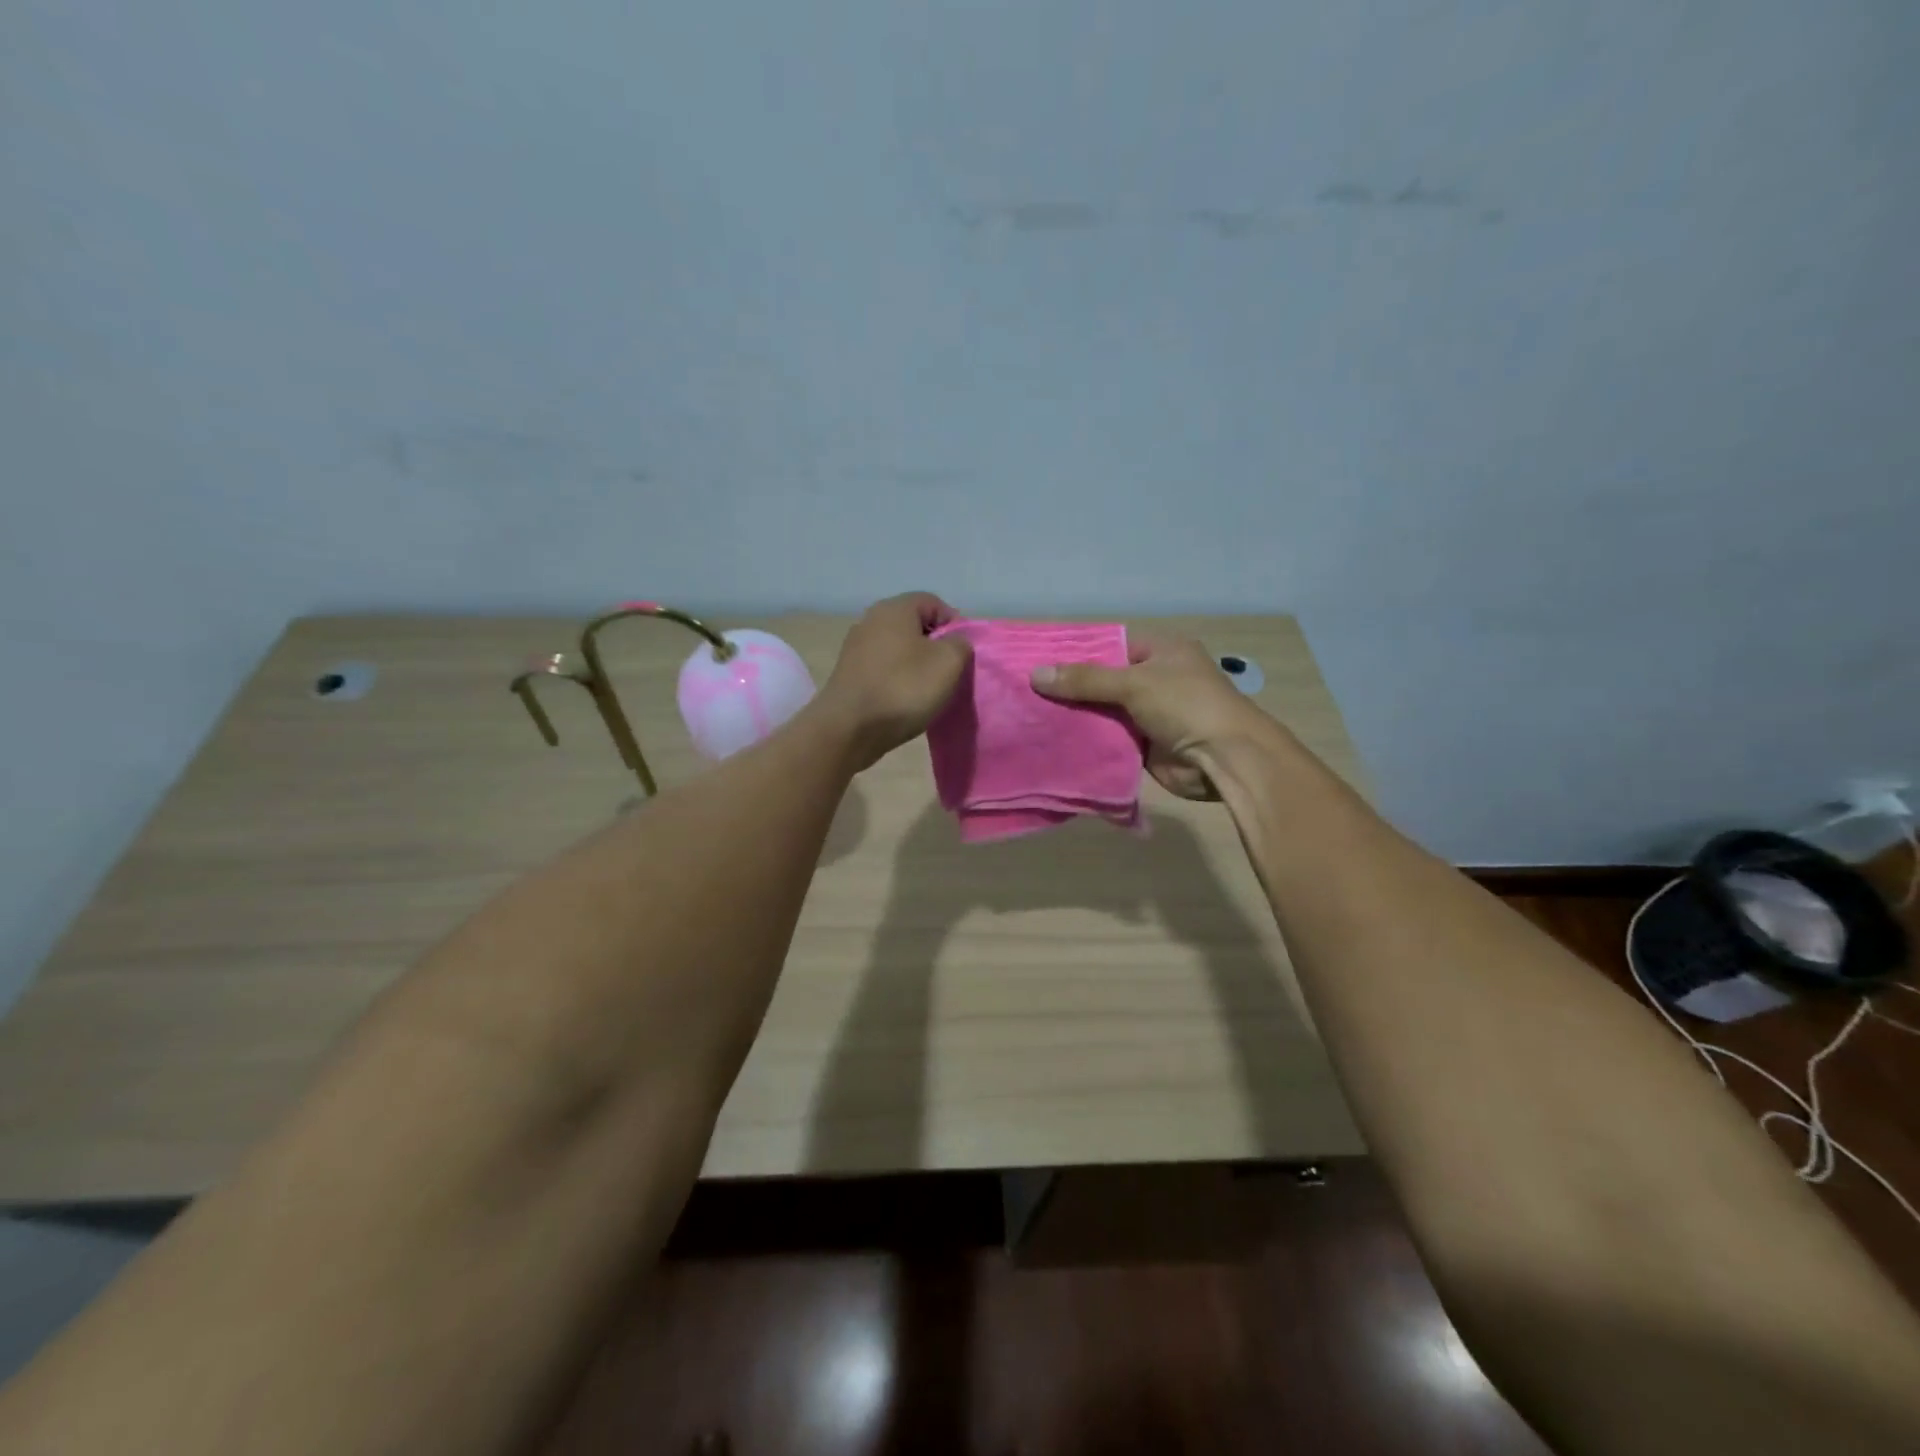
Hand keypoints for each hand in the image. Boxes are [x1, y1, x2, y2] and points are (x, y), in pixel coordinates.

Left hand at [820, 593, 972, 768]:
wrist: (849, 729)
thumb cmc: (903, 688)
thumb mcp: (948, 662)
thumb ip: (960, 643)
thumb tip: (954, 641)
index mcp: (894, 608)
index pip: (934, 603)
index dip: (955, 625)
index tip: (963, 654)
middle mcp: (870, 620)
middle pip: (914, 625)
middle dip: (936, 646)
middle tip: (949, 672)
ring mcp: (855, 647)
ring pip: (898, 648)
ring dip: (916, 665)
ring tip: (928, 690)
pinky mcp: (848, 673)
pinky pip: (883, 668)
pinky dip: (897, 679)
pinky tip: (904, 700)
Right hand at [1031, 636, 1275, 799]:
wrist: (1223, 758)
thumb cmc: (1185, 705)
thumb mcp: (1133, 683)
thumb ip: (1085, 680)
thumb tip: (1035, 674)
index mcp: (1162, 652)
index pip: (1111, 646)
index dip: (1077, 654)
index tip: (1040, 661)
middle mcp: (1157, 679)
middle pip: (1105, 681)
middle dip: (1072, 688)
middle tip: (1027, 691)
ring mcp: (1151, 714)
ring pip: (1105, 712)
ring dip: (1077, 717)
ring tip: (1031, 716)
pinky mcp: (1146, 745)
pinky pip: (1111, 739)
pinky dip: (1089, 740)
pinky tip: (1054, 741)